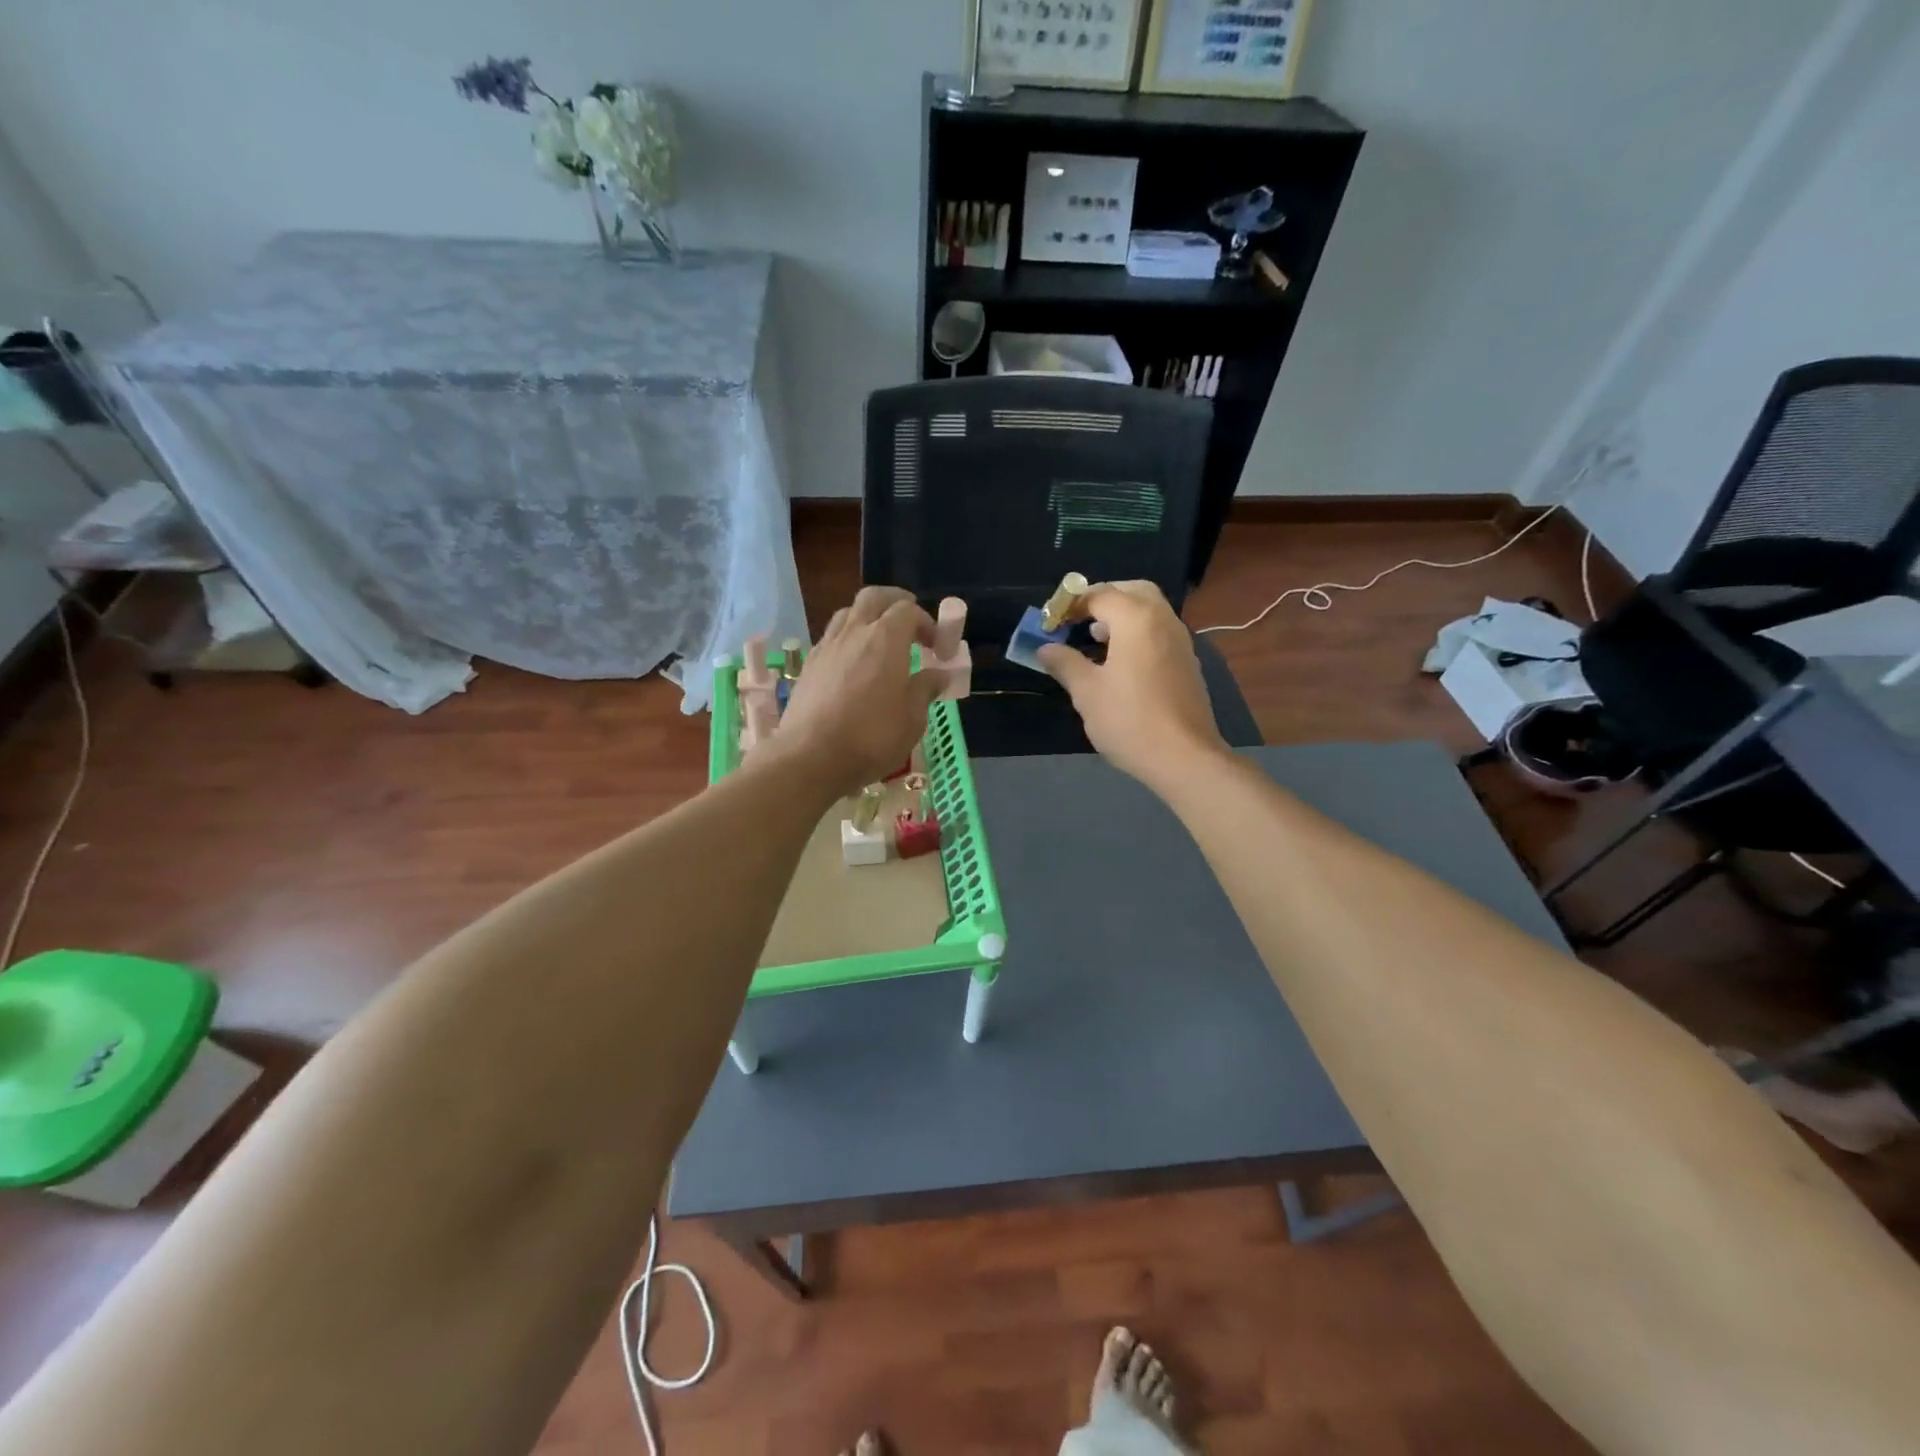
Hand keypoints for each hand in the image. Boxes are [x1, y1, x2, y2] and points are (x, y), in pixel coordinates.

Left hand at [774, 587, 944, 798]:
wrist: (810, 757)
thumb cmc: (871, 737)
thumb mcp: (912, 719)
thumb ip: (925, 690)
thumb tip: (938, 675)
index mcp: (886, 639)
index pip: (908, 610)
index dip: (927, 622)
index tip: (937, 647)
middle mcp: (854, 632)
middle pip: (873, 598)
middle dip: (894, 602)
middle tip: (909, 622)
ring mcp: (826, 647)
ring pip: (847, 614)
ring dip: (867, 618)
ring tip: (879, 641)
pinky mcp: (808, 666)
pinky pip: (831, 638)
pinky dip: (847, 640)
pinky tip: (853, 665)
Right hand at [1037, 580, 1227, 789]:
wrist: (1184, 757)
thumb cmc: (1129, 720)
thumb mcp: (1087, 692)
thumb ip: (1065, 663)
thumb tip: (1045, 648)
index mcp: (1136, 619)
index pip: (1099, 594)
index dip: (1070, 605)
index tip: (1050, 623)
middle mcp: (1163, 620)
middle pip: (1132, 591)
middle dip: (1102, 599)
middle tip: (1078, 620)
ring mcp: (1180, 641)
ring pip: (1149, 611)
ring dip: (1121, 616)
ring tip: (1094, 640)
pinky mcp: (1187, 662)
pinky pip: (1158, 632)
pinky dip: (1137, 633)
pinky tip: (1119, 663)